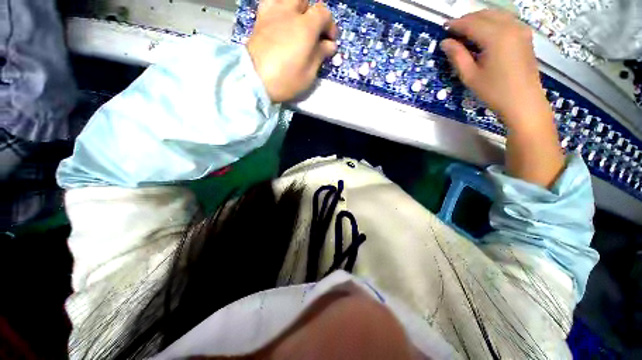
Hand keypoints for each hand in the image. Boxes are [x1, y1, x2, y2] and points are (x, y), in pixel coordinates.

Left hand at [246, 0, 338, 102]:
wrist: (254, 80)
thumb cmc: (285, 80)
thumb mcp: (309, 74)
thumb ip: (320, 55)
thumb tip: (329, 45)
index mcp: (306, 27)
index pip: (323, 13)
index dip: (330, 26)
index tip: (330, 41)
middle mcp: (290, 13)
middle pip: (306, 1)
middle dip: (313, 14)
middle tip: (314, 32)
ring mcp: (273, 13)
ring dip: (296, 8)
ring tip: (297, 23)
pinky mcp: (260, 19)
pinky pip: (270, 2)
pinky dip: (278, 7)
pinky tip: (280, 19)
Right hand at [440, 10, 551, 129]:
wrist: (524, 101)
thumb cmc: (494, 91)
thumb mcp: (470, 76)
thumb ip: (457, 56)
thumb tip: (445, 42)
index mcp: (496, 37)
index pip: (471, 23)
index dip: (455, 25)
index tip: (443, 28)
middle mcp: (510, 26)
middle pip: (484, 14)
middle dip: (467, 20)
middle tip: (453, 31)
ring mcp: (520, 29)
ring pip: (496, 14)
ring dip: (479, 19)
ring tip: (466, 32)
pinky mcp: (525, 35)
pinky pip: (506, 20)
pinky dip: (492, 22)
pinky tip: (484, 33)